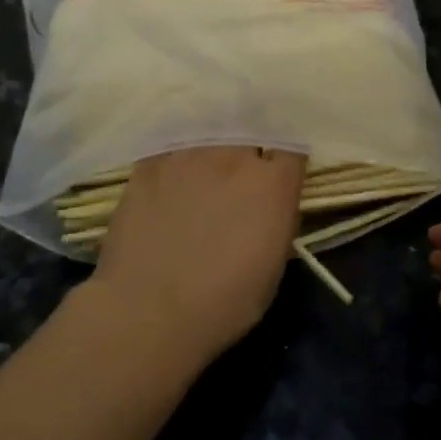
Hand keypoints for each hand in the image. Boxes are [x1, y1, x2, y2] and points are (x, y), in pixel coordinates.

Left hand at [90, 146, 304, 364]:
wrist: (148, 311)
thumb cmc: (223, 303)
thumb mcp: (273, 264)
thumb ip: (277, 217)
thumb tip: (272, 201)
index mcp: (272, 184)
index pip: (292, 147)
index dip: (286, 157)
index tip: (281, 169)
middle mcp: (233, 158)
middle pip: (251, 128)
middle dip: (252, 142)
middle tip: (244, 162)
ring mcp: (188, 155)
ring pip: (210, 128)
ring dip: (215, 141)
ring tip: (207, 158)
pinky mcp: (149, 163)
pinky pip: (171, 142)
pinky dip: (177, 150)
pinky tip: (173, 166)